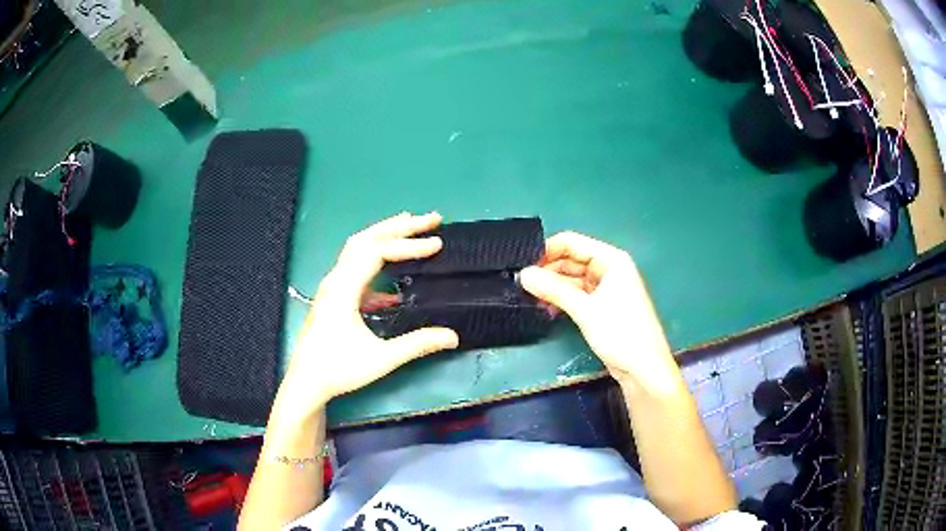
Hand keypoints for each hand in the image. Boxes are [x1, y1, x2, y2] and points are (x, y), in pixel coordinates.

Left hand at [278, 212, 458, 416]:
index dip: (408, 244)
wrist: (306, 382)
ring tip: (411, 225)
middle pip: (367, 239)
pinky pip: (356, 266)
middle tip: (431, 219)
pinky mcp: (334, 294)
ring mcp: (332, 285)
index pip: (377, 252)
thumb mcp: (381, 359)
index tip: (437, 244)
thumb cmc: (339, 370)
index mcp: (343, 289)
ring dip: (386, 234)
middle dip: (400, 226)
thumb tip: (453, 336)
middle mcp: (335, 279)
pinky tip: (394, 271)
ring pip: (358, 248)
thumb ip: (417, 344)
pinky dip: (377, 258)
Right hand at [519, 232, 674, 387]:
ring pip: (572, 279)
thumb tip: (523, 274)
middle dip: (547, 271)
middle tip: (521, 284)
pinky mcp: (602, 307)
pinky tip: (546, 308)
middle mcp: (609, 269)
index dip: (547, 251)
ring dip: (553, 287)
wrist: (643, 369)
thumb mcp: (585, 309)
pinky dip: (562, 299)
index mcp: (611, 259)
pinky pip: (577, 295)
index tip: (523, 265)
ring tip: (529, 297)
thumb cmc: (621, 333)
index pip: (572, 243)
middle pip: (571, 260)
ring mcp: (606, 288)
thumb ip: (554, 289)